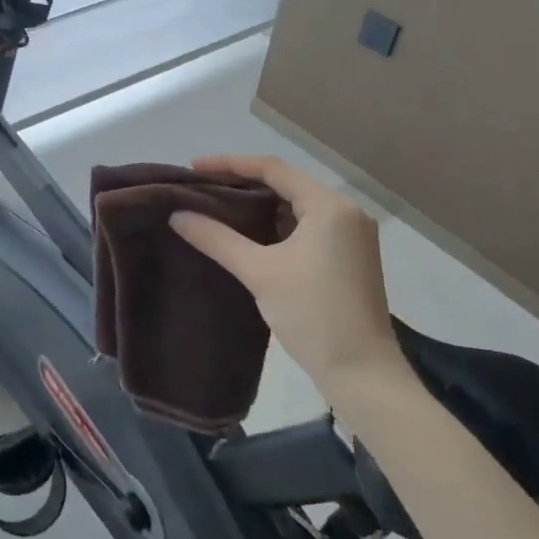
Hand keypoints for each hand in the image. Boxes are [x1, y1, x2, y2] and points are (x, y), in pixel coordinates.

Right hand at [168, 154, 403, 398]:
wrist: (362, 374)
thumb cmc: (313, 314)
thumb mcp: (259, 272)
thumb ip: (216, 238)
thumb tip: (177, 215)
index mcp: (330, 206)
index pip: (273, 169)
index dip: (230, 164)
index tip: (194, 168)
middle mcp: (345, 212)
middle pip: (286, 184)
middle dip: (243, 184)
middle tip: (202, 188)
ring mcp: (351, 236)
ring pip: (296, 207)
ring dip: (259, 206)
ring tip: (217, 208)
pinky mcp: (348, 258)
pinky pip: (306, 227)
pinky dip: (276, 226)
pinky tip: (247, 234)